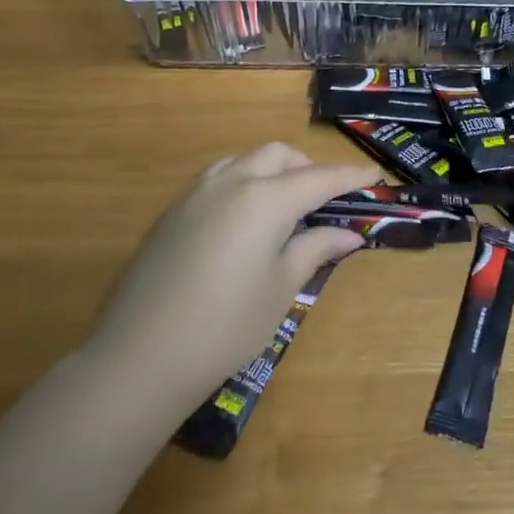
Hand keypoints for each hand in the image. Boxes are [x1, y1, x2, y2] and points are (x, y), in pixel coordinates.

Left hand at [83, 144, 374, 406]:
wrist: (139, 357)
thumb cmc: (226, 325)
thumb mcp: (281, 288)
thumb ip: (315, 249)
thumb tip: (348, 233)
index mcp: (265, 198)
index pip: (319, 177)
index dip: (350, 175)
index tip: (374, 175)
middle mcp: (231, 182)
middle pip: (279, 155)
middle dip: (308, 167)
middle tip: (327, 198)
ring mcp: (196, 194)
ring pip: (244, 160)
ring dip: (273, 170)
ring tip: (286, 205)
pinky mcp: (171, 212)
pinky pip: (218, 178)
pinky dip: (244, 183)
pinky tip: (245, 220)